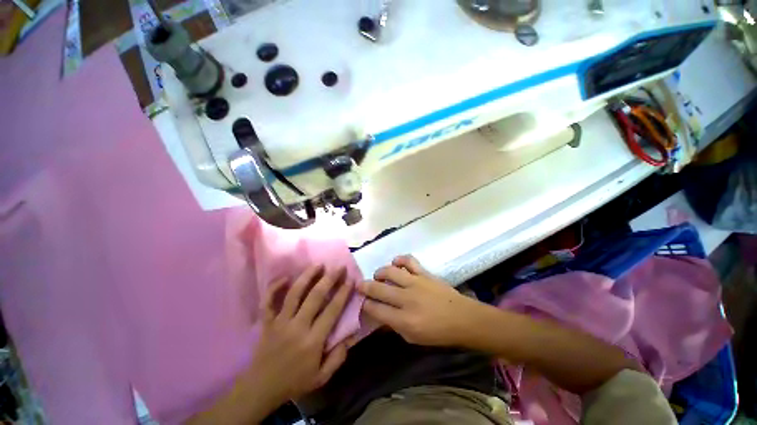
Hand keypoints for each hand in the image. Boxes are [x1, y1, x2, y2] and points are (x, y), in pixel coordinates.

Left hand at [249, 265, 353, 406]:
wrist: (261, 389)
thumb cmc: (295, 382)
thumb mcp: (322, 377)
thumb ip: (338, 357)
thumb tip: (350, 335)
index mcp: (313, 341)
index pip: (332, 310)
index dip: (343, 293)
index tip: (350, 279)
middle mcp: (297, 326)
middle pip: (315, 296)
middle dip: (329, 279)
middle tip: (339, 267)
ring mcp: (280, 322)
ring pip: (294, 293)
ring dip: (307, 276)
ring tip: (318, 265)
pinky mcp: (267, 322)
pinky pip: (268, 301)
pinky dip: (274, 288)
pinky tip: (285, 278)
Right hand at [358, 255, 485, 346]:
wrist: (462, 318)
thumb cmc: (437, 333)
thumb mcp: (412, 338)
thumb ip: (393, 326)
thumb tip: (378, 315)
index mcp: (403, 319)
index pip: (375, 309)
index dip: (364, 305)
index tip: (361, 302)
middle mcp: (406, 298)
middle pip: (378, 288)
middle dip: (365, 286)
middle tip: (360, 285)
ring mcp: (415, 283)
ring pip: (390, 271)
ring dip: (380, 272)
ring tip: (378, 275)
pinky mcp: (424, 273)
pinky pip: (408, 260)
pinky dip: (399, 260)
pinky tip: (396, 263)